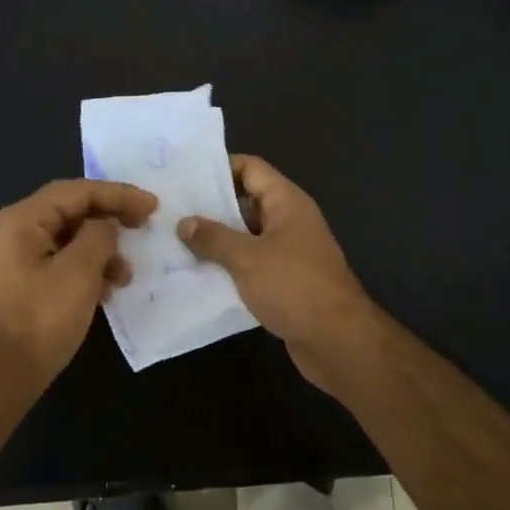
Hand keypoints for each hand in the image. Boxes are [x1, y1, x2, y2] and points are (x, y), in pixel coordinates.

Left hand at [0, 178, 158, 400]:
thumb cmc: (38, 321)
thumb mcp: (78, 274)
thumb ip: (98, 237)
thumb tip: (105, 226)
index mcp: (21, 220)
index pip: (76, 191)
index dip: (118, 194)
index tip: (152, 206)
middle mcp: (11, 231)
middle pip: (69, 212)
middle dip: (109, 220)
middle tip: (144, 228)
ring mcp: (11, 259)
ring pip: (65, 240)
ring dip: (99, 251)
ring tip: (126, 275)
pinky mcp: (16, 284)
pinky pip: (56, 263)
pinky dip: (83, 270)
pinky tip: (104, 291)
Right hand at [178, 155, 383, 392]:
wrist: (338, 341)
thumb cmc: (294, 286)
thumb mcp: (246, 258)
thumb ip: (213, 237)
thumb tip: (184, 223)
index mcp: (287, 202)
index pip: (251, 168)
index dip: (219, 167)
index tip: (185, 177)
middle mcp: (289, 220)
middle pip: (246, 201)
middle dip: (211, 206)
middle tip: (172, 210)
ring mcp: (289, 251)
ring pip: (247, 235)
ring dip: (218, 239)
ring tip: (177, 241)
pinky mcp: (285, 281)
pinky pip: (252, 263)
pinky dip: (229, 265)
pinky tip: (199, 273)